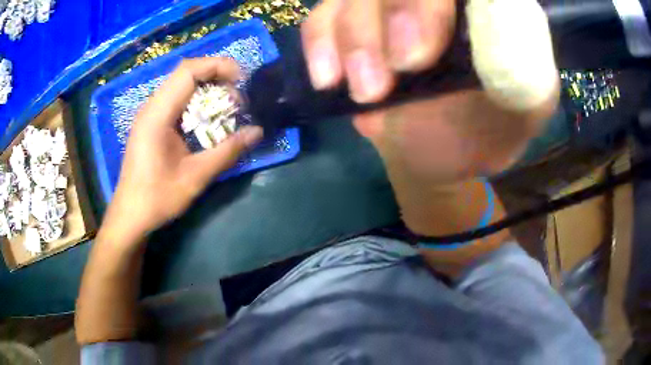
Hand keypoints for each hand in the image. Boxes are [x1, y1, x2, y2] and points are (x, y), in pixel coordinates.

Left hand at [101, 57, 262, 241]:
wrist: (130, 215)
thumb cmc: (157, 198)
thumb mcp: (196, 177)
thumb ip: (228, 151)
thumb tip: (257, 132)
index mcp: (157, 114)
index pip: (188, 70)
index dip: (218, 66)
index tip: (241, 80)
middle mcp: (151, 106)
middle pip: (186, 72)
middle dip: (216, 76)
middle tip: (238, 97)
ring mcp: (149, 114)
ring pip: (181, 84)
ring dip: (207, 88)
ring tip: (227, 105)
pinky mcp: (150, 123)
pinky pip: (175, 99)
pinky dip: (196, 100)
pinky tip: (207, 118)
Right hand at [302, 0, 558, 181]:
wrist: (435, 148)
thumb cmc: (482, 132)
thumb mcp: (516, 116)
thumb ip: (523, 76)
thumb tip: (500, 22)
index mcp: (489, 9)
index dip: (429, 4)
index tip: (417, 55)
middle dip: (388, 16)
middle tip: (387, 77)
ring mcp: (390, 2)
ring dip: (354, 39)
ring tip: (367, 93)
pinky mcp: (355, 19)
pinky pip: (324, 14)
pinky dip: (321, 43)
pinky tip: (330, 80)